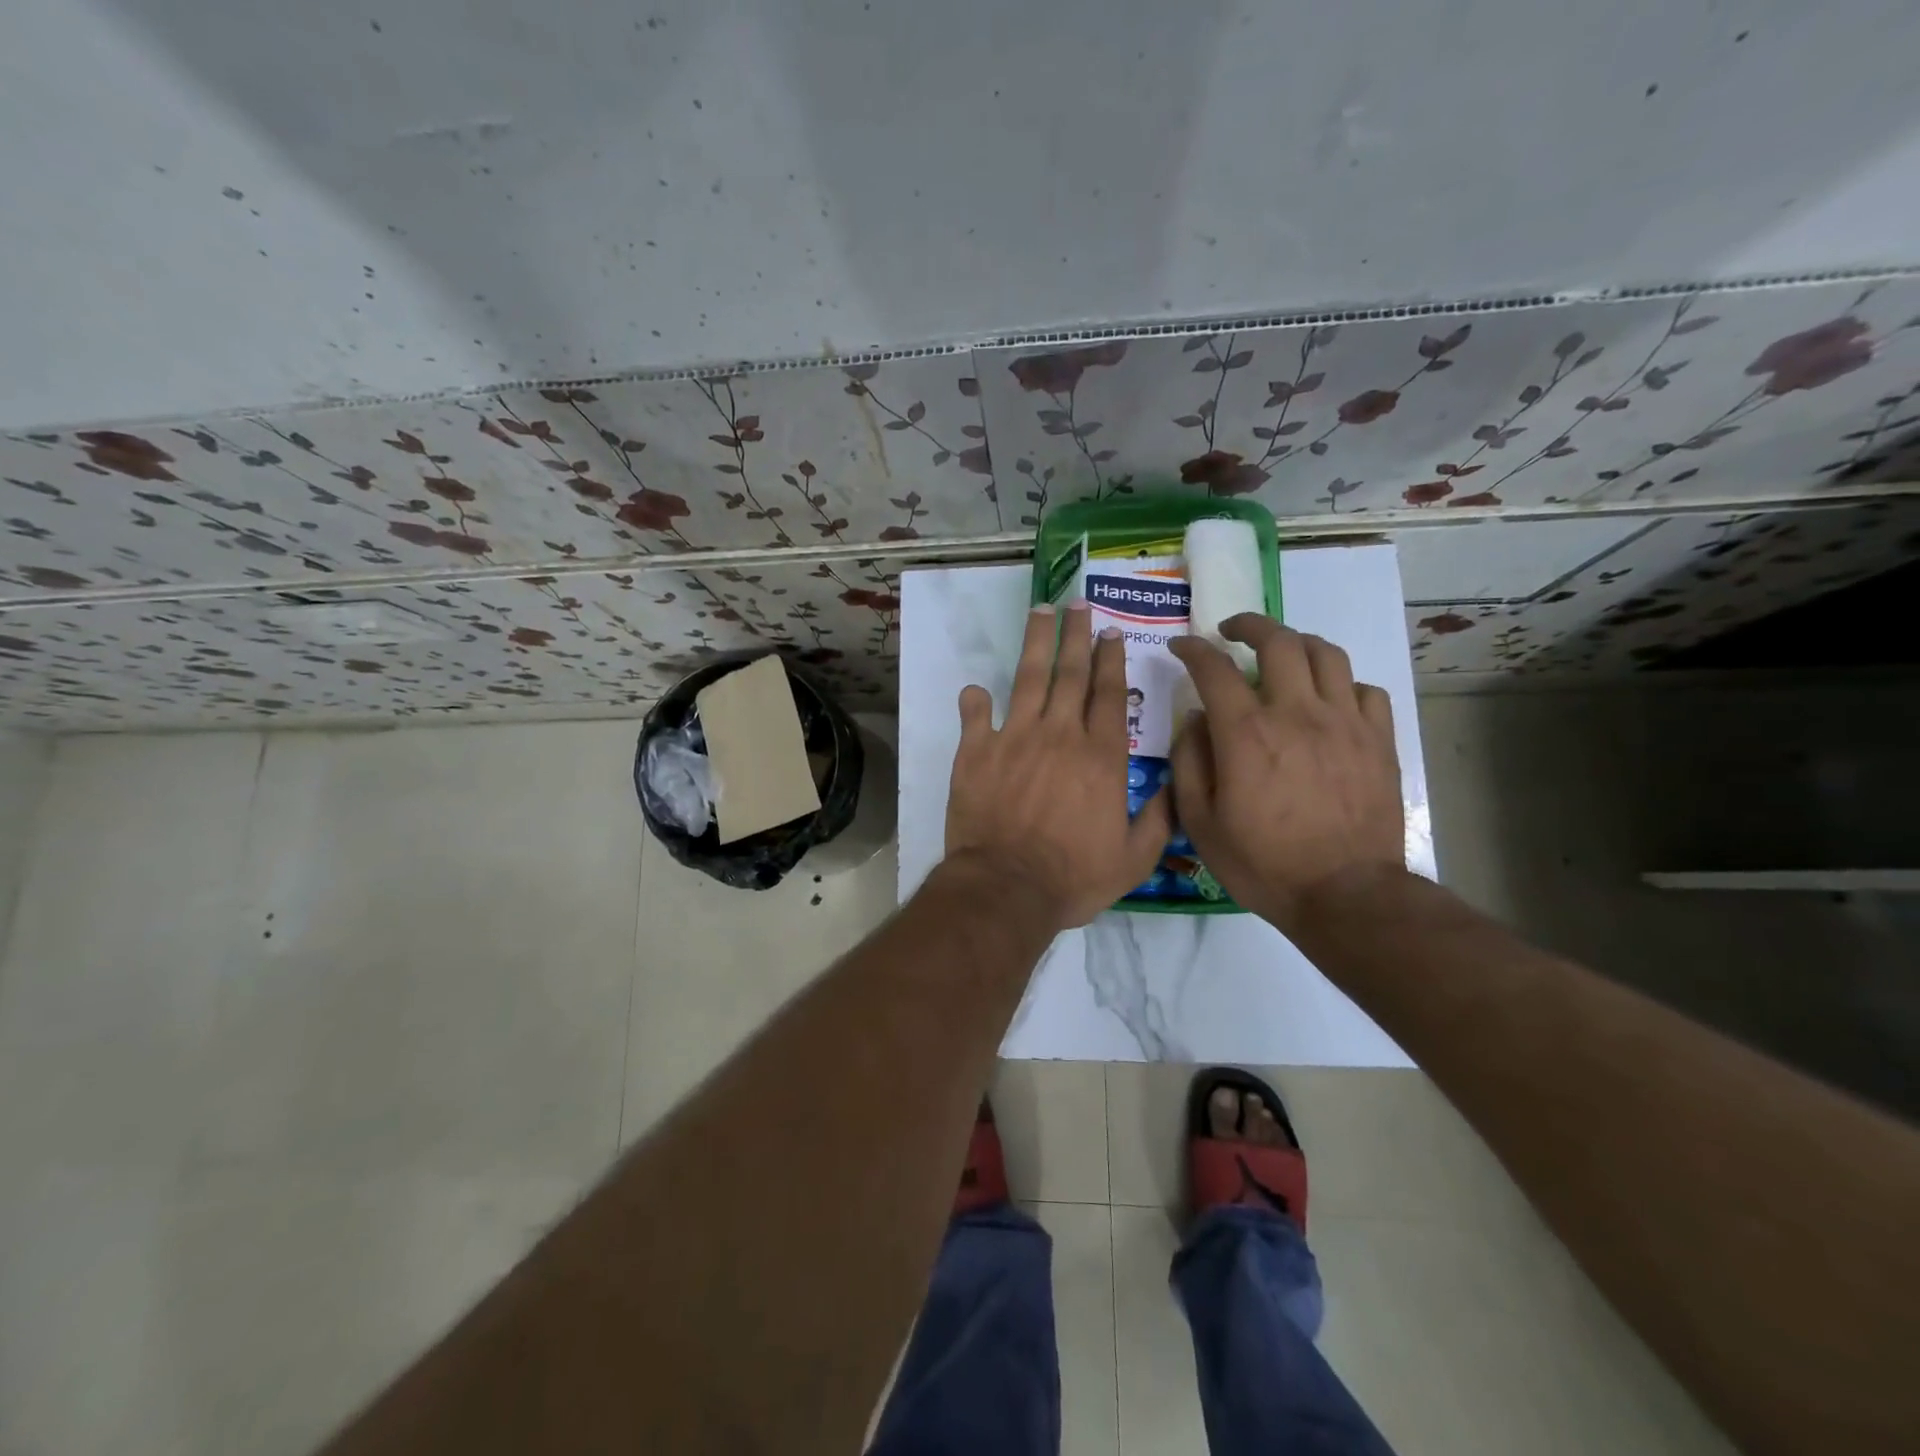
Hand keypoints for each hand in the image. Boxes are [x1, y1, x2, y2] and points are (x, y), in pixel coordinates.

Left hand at [945, 603, 1172, 930]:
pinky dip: (975, 700)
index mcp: (1101, 756)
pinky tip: (977, 688)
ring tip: (1040, 611)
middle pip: (1071, 674)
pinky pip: (975, 716)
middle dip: (1076, 634)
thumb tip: (1177, 783)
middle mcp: (1061, 734)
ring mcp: (1015, 738)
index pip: (1110, 694)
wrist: (1007, 887)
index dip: (1111, 659)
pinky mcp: (976, 752)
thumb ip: (1160, 817)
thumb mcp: (1134, 858)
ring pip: (1028, 678)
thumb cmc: (1073, 876)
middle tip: (1077, 603)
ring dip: (1035, 642)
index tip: (1110, 631)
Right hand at [1168, 615, 1403, 934]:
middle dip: (1249, 625)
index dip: (1193, 649)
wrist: (1345, 894)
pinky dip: (1342, 683)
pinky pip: (1365, 689)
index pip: (1214, 669)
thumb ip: (1189, 762)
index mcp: (1246, 734)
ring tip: (1282, 652)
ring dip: (1297, 643)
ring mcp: (1345, 723)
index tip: (1181, 646)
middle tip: (1232, 630)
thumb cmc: (1263, 863)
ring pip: (1326, 653)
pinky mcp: (1379, 740)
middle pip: (1279, 641)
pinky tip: (1329, 699)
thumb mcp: (1201, 822)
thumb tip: (1195, 719)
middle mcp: (1297, 713)